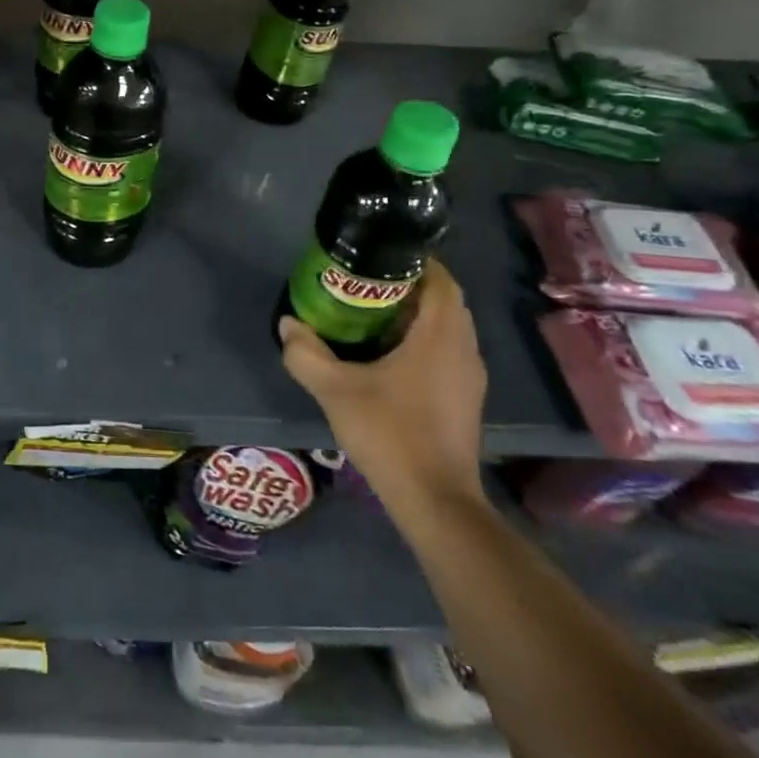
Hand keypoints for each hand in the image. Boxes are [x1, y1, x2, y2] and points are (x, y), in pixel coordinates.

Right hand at [280, 259, 486, 523]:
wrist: (435, 501)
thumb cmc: (390, 433)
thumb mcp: (335, 390)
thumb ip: (306, 354)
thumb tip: (288, 325)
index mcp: (440, 335)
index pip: (441, 279)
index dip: (414, 262)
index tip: (378, 256)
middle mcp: (464, 349)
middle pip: (444, 301)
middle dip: (409, 287)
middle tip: (366, 284)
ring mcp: (469, 377)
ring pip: (447, 328)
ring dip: (416, 316)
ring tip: (371, 315)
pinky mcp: (465, 399)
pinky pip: (447, 352)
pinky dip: (422, 342)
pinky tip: (387, 357)